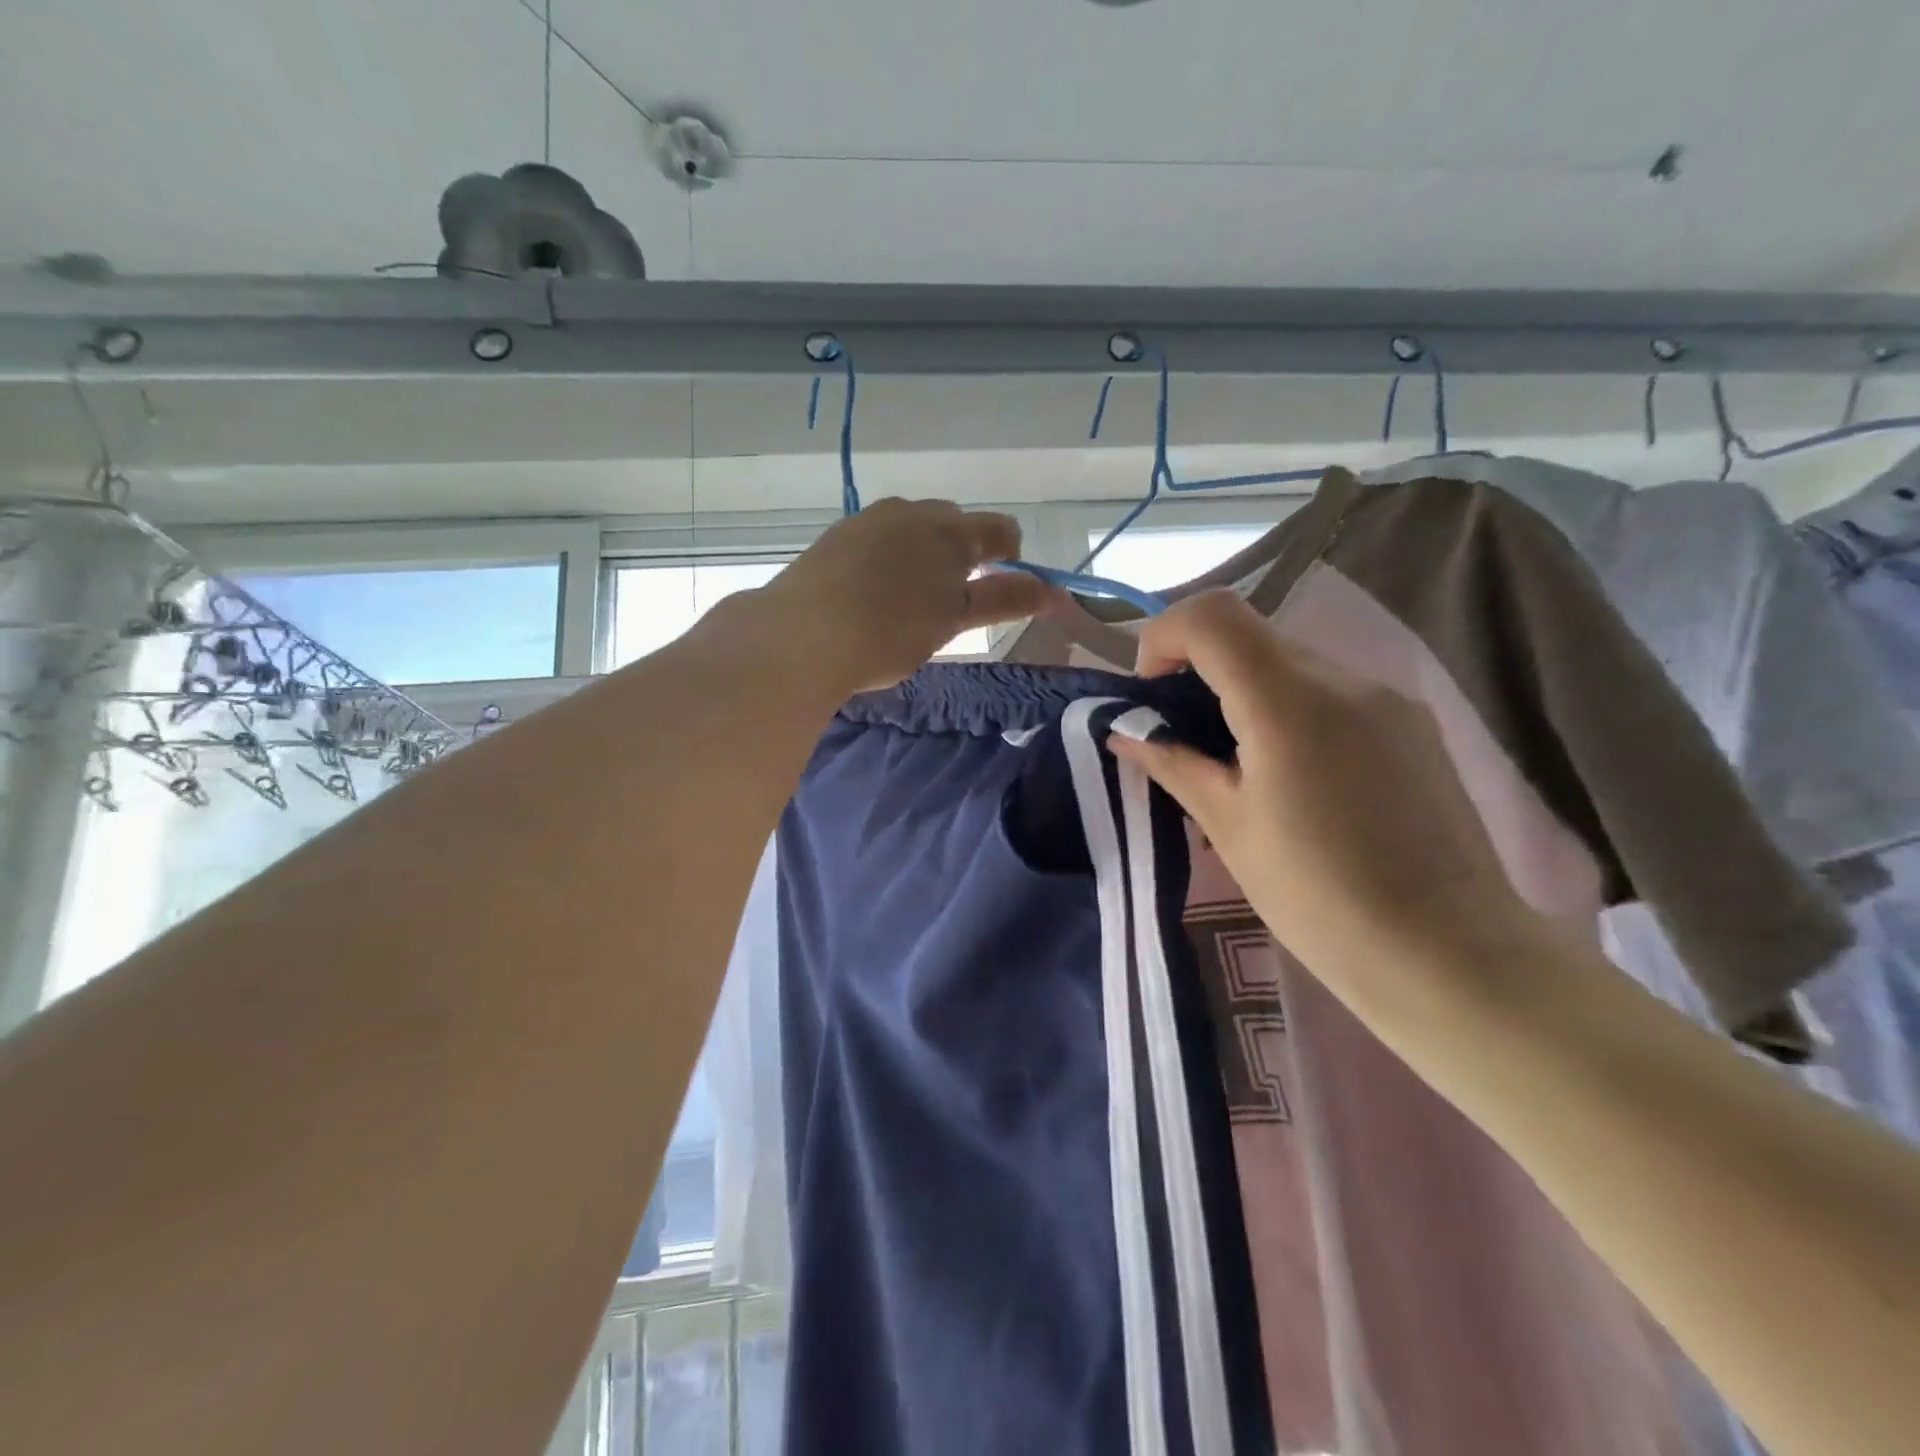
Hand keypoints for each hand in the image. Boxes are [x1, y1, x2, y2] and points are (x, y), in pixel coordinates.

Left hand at [759, 498, 1058, 692]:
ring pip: (913, 527)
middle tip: (951, 600)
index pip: (999, 529)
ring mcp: (870, 519)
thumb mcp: (953, 620)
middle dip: (962, 553)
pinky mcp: (838, 535)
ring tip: (909, 597)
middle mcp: (913, 511)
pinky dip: (887, 557)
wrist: (802, 635)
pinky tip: (871, 591)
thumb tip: (1054, 592)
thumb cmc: (890, 633)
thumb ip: (1004, 600)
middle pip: (954, 523)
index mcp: (950, 531)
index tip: (999, 586)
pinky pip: (878, 537)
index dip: (1009, 556)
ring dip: (923, 552)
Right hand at [1108, 591, 1546, 1007]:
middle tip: (1183, 738)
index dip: (1164, 637)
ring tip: (1238, 766)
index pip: (1211, 616)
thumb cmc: (1317, 896)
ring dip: (1244, 692)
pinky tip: (1294, 778)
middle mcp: (1343, 679)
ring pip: (1291, 663)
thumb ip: (1173, 764)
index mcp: (1287, 701)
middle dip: (1199, 670)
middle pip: (1249, 635)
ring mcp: (1386, 698)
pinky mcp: (1412, 724)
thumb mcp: (1229, 827)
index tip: (1151, 694)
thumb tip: (1125, 732)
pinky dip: (1288, 709)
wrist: (1448, 953)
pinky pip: (1331, 692)